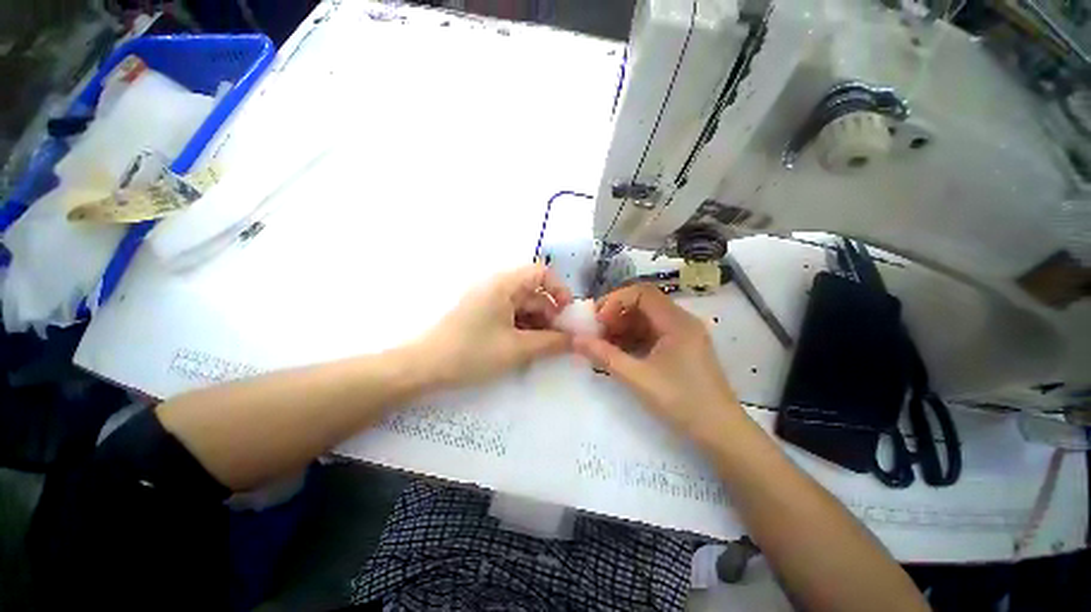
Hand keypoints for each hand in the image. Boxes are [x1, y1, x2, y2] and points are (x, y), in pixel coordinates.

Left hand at [420, 263, 573, 387]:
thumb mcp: (517, 349)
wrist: (424, 367)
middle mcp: (497, 288)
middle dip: (551, 314)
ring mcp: (489, 302)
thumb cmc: (472, 353)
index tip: (567, 314)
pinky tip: (526, 348)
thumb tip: (577, 340)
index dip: (559, 289)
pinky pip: (511, 316)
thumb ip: (552, 343)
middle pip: (534, 293)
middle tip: (560, 340)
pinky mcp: (484, 315)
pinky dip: (524, 329)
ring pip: (524, 307)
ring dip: (538, 325)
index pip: (541, 273)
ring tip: (544, 348)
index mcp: (504, 285)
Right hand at [573, 284, 742, 443]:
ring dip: (623, 326)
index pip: (642, 293)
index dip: (616, 301)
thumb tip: (576, 340)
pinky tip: (620, 352)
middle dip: (617, 314)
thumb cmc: (681, 402)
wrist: (720, 433)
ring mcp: (683, 334)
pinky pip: (653, 332)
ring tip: (604, 344)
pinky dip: (634, 338)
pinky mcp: (682, 347)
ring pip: (647, 318)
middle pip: (644, 303)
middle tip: (597, 332)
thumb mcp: (638, 378)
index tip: (598, 321)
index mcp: (677, 322)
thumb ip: (604, 356)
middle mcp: (682, 321)